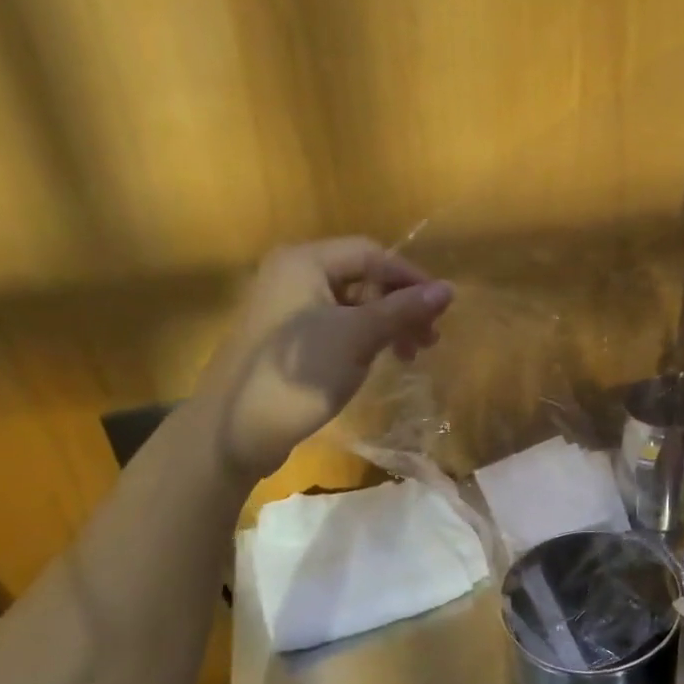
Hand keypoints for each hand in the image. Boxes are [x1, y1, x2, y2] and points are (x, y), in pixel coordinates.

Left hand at [194, 238, 453, 485]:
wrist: (234, 430)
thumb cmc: (298, 375)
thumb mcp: (358, 338)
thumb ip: (403, 310)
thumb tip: (448, 290)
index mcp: (304, 262)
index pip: (372, 253)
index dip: (411, 278)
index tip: (442, 311)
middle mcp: (292, 275)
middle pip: (362, 277)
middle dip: (400, 305)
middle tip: (429, 340)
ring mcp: (286, 309)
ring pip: (351, 305)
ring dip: (386, 325)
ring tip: (410, 355)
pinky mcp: (285, 340)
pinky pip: (335, 326)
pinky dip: (363, 339)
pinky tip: (378, 361)